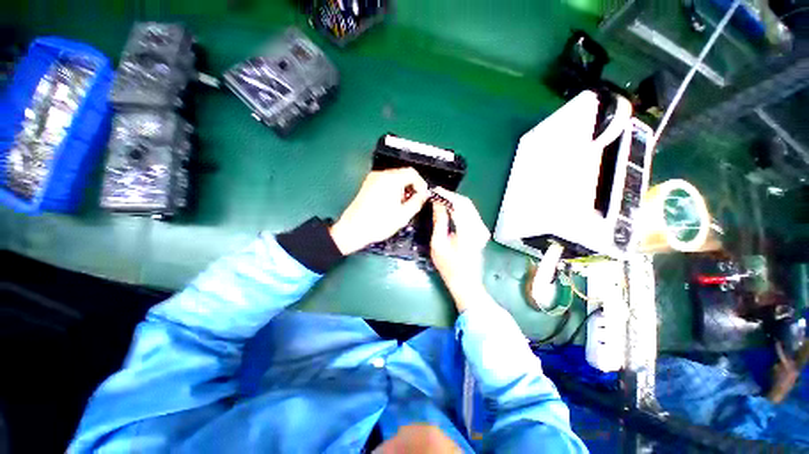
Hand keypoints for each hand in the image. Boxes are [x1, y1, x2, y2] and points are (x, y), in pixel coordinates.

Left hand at [330, 168, 428, 254]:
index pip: (412, 173)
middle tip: (414, 201)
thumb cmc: (378, 224)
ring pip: (394, 177)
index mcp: (391, 180)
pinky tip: (393, 202)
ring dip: (403, 188)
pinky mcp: (368, 184)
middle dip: (412, 186)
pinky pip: (385, 181)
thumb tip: (424, 195)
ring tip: (403, 204)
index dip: (421, 184)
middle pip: (403, 173)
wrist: (353, 229)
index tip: (423, 195)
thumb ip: (417, 202)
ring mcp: (373, 179)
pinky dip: (393, 188)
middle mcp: (381, 175)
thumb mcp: (404, 215)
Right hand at [430, 188, 490, 306]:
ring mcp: (482, 229)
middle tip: (436, 194)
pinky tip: (449, 208)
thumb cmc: (449, 266)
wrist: (466, 282)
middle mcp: (479, 227)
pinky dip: (459, 208)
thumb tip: (437, 203)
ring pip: (469, 207)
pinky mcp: (482, 231)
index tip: (434, 190)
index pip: (458, 205)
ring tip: (440, 199)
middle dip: (450, 196)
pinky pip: (471, 213)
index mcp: (468, 231)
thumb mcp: (438, 244)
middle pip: (466, 203)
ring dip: (455, 201)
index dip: (446, 195)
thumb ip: (439, 221)